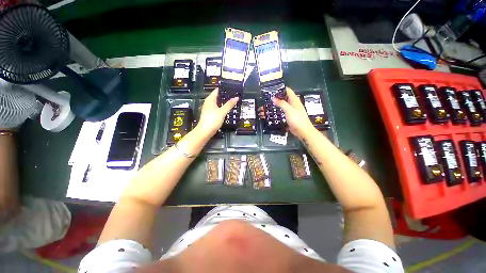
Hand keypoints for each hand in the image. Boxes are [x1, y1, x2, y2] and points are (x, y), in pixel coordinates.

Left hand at [196, 88, 238, 138]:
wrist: (205, 131)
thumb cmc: (213, 120)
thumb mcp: (222, 112)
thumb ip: (229, 104)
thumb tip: (236, 97)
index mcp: (210, 100)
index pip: (217, 91)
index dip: (223, 89)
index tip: (231, 88)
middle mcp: (208, 103)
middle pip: (217, 97)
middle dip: (225, 96)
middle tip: (234, 95)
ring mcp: (208, 109)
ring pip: (217, 103)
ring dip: (223, 102)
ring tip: (232, 101)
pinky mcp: (210, 114)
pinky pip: (216, 108)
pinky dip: (221, 107)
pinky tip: (226, 109)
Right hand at [258, 87, 314, 139]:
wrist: (302, 131)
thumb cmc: (298, 120)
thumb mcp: (289, 110)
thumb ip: (281, 104)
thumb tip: (274, 98)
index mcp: (294, 100)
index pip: (287, 90)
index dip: (280, 89)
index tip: (272, 89)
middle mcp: (292, 104)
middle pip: (283, 98)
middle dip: (275, 98)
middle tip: (266, 99)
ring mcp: (290, 111)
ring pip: (281, 106)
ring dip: (274, 106)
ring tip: (265, 108)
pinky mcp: (288, 117)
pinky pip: (280, 113)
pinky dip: (275, 113)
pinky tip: (269, 114)